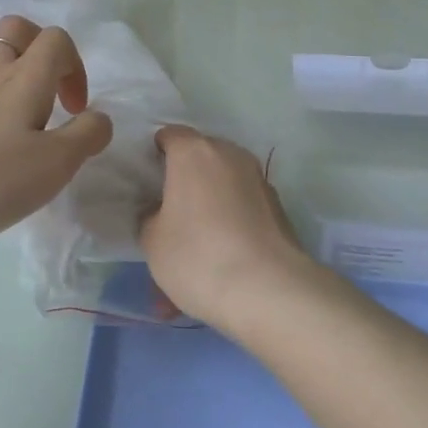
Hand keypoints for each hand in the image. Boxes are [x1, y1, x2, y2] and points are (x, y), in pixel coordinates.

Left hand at [0, 14, 112, 252]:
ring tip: (20, 115)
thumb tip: (100, 117)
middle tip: (48, 92)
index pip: (56, 40)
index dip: (75, 66)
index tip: (74, 109)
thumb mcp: (55, 164)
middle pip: (15, 30)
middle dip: (39, 50)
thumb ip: (85, 136)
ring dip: (10, 72)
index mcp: (25, 76)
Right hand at [138, 126, 314, 328]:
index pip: (169, 135)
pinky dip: (230, 227)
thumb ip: (150, 216)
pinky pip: (243, 210)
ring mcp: (258, 179)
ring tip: (195, 255)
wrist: (269, 291)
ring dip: (208, 210)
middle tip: (170, 217)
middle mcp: (229, 154)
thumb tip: (160, 212)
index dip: (155, 155)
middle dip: (185, 182)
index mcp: (194, 152)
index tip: (148, 182)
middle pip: (200, 159)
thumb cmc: (198, 255)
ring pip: (223, 188)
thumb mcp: (152, 240)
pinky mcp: (278, 208)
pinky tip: (221, 266)